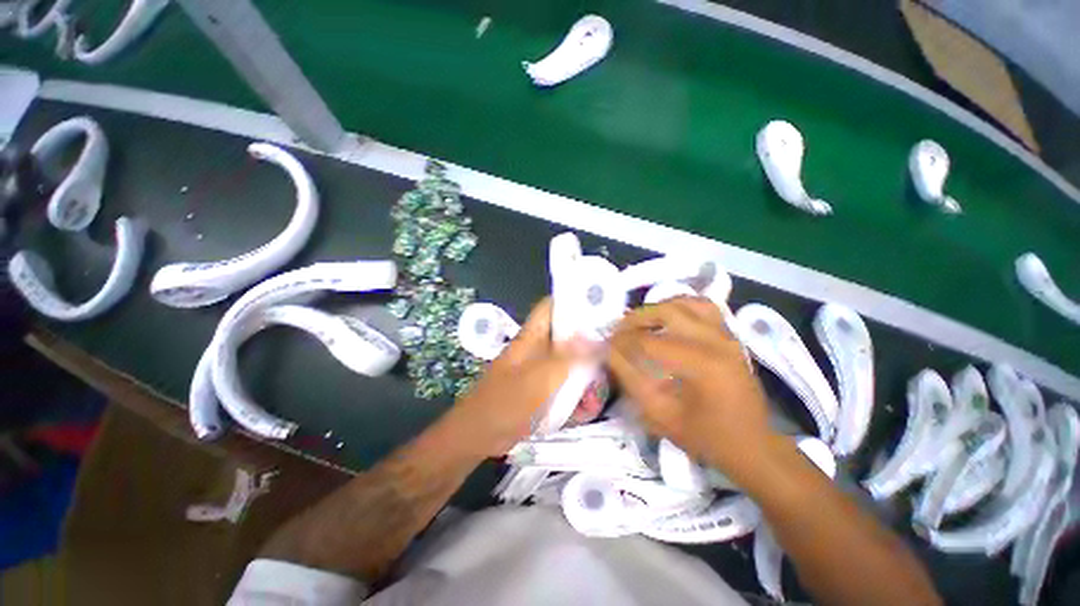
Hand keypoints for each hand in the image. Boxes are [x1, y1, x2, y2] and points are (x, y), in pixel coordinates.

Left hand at [448, 298, 592, 456]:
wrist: (480, 435)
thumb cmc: (507, 400)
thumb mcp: (542, 377)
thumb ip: (571, 357)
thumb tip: (598, 338)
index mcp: (534, 336)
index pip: (553, 306)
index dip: (575, 301)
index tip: (602, 307)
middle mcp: (539, 348)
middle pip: (570, 337)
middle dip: (591, 349)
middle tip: (609, 361)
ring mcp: (542, 370)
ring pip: (572, 364)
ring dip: (587, 380)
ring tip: (595, 397)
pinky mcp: (543, 390)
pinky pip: (566, 386)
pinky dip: (577, 398)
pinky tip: (585, 411)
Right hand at [608, 297, 775, 484]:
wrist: (752, 445)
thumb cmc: (705, 436)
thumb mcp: (659, 414)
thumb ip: (631, 379)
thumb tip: (609, 351)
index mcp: (702, 366)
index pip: (649, 342)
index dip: (622, 342)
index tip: (605, 345)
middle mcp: (716, 342)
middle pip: (667, 312)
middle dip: (636, 318)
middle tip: (618, 330)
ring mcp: (726, 335)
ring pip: (686, 303)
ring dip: (657, 308)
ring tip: (640, 323)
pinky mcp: (730, 335)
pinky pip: (702, 307)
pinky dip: (680, 307)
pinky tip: (667, 319)